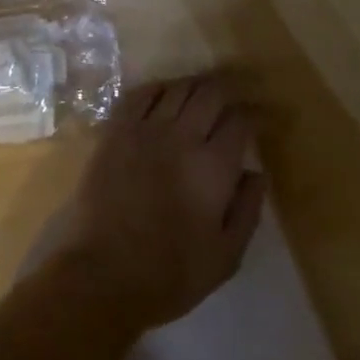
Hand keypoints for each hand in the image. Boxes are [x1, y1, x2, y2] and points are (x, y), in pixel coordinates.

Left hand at [54, 76, 263, 332]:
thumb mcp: (225, 257)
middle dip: (225, 91)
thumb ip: (247, 210)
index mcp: (213, 167)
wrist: (103, 271)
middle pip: (209, 94)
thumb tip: (257, 172)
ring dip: (194, 86)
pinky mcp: (116, 129)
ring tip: (201, 93)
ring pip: (177, 88)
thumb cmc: (170, 273)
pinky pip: (140, 94)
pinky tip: (163, 94)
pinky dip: (157, 88)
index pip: (239, 122)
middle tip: (230, 98)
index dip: (250, 116)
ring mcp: (145, 128)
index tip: (253, 120)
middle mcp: (182, 136)